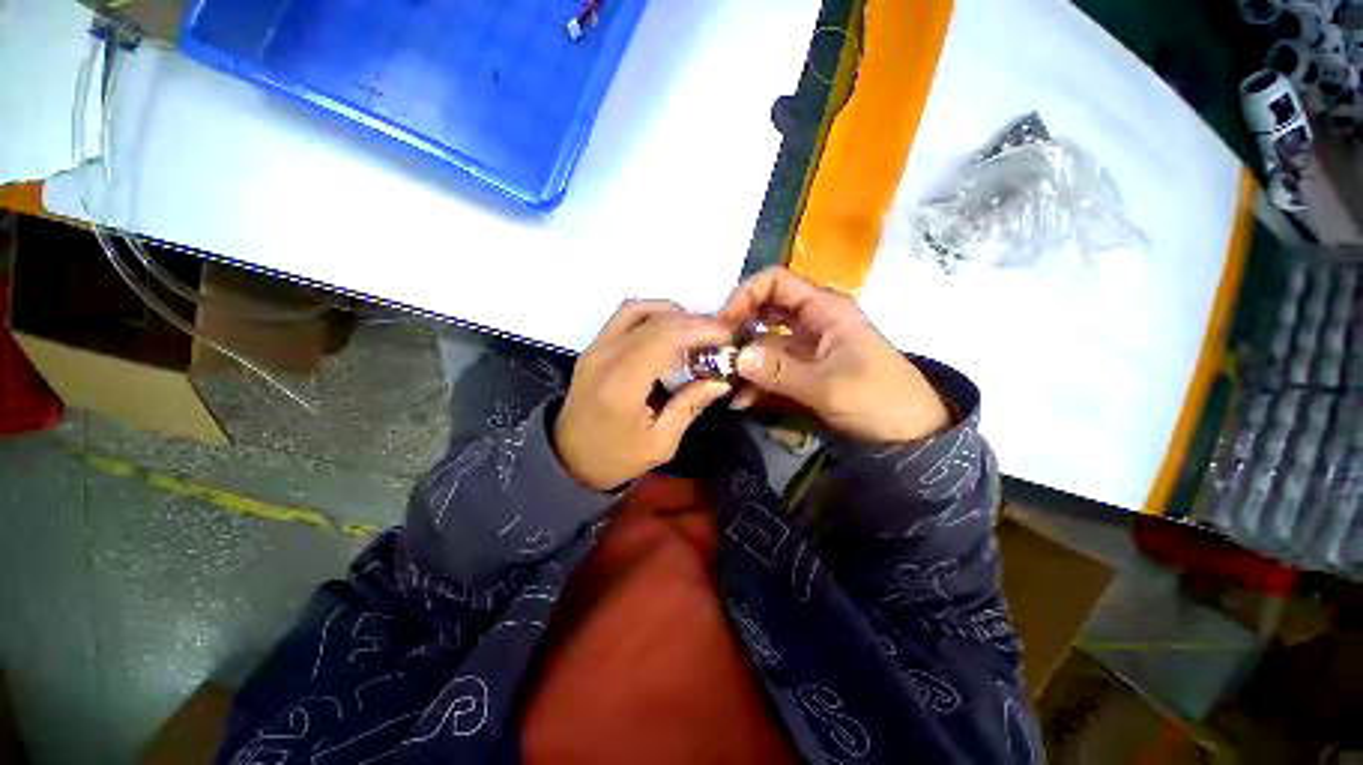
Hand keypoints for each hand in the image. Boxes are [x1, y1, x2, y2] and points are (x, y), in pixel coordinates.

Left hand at [555, 301, 733, 490]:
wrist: (567, 459)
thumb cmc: (615, 458)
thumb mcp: (660, 444)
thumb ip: (690, 406)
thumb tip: (721, 380)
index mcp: (623, 383)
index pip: (665, 335)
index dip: (701, 328)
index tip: (728, 338)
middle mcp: (606, 355)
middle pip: (656, 317)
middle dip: (695, 321)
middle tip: (717, 339)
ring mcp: (596, 347)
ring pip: (639, 308)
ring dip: (673, 314)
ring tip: (694, 336)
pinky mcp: (594, 346)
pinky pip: (626, 316)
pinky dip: (653, 316)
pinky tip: (669, 336)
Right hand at [720, 268, 950, 443]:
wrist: (910, 436)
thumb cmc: (879, 400)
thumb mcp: (828, 386)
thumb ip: (780, 371)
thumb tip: (736, 357)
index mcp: (824, 309)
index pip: (776, 282)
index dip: (745, 295)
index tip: (723, 325)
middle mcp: (811, 322)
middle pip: (763, 312)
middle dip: (738, 332)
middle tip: (716, 356)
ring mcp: (805, 349)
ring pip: (763, 345)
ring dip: (743, 364)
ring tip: (725, 388)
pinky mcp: (802, 372)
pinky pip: (771, 370)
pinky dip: (754, 384)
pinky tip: (741, 403)